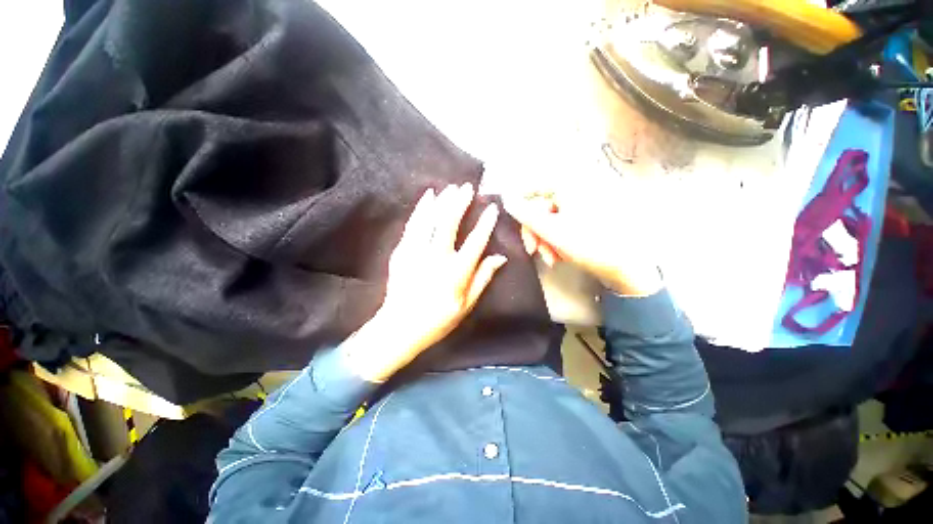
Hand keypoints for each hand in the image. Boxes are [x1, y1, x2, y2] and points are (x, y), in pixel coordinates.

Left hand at [343, 184, 506, 382]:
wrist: (400, 326)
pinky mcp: (402, 250)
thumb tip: (500, 257)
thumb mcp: (467, 304)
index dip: (486, 223)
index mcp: (457, 272)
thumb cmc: (438, 319)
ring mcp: (417, 251)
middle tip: (467, 187)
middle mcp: (438, 257)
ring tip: (451, 188)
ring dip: (442, 201)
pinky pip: (413, 224)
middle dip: (460, 202)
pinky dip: (421, 209)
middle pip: (450, 223)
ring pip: (430, 219)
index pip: (476, 241)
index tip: (492, 208)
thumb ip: (483, 278)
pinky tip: (427, 198)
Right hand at [505, 184, 661, 296]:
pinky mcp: (587, 218)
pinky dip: (556, 240)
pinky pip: (562, 225)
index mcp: (570, 184)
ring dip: (545, 240)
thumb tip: (505, 198)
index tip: (516, 227)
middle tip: (533, 251)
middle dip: (535, 232)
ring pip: (550, 219)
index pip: (532, 188)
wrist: (628, 267)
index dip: (520, 208)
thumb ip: (525, 214)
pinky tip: (559, 256)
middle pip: (541, 207)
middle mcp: (576, 188)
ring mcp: (583, 203)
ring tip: (550, 258)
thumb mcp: (552, 230)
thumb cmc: (589, 244)